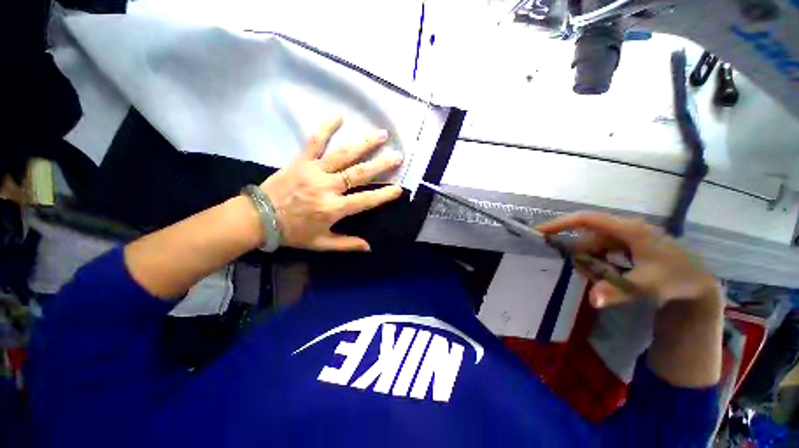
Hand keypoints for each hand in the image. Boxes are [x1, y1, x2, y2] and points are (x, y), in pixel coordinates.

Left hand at [260, 118, 403, 250]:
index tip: (399, 188)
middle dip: (381, 164)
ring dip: (364, 144)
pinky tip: (339, 117)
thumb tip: (369, 247)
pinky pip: (315, 142)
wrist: (258, 218)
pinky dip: (326, 129)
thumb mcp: (321, 244)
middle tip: (398, 155)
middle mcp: (328, 187)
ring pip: (343, 155)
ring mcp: (314, 171)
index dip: (383, 194)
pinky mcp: (301, 161)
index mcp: (333, 209)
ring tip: (381, 134)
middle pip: (359, 173)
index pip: (365, 200)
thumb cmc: (293, 232)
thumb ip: (346, 244)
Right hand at [537, 212, 720, 308]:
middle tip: (571, 268)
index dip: (561, 223)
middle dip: (577, 252)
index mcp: (629, 230)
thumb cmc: (675, 279)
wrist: (697, 284)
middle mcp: (624, 229)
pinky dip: (597, 262)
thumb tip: (592, 301)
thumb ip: (618, 291)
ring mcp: (626, 237)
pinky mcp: (627, 245)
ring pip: (594, 245)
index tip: (540, 231)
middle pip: (588, 236)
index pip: (587, 220)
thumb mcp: (647, 287)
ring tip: (594, 279)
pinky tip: (603, 275)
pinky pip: (602, 251)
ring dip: (589, 261)